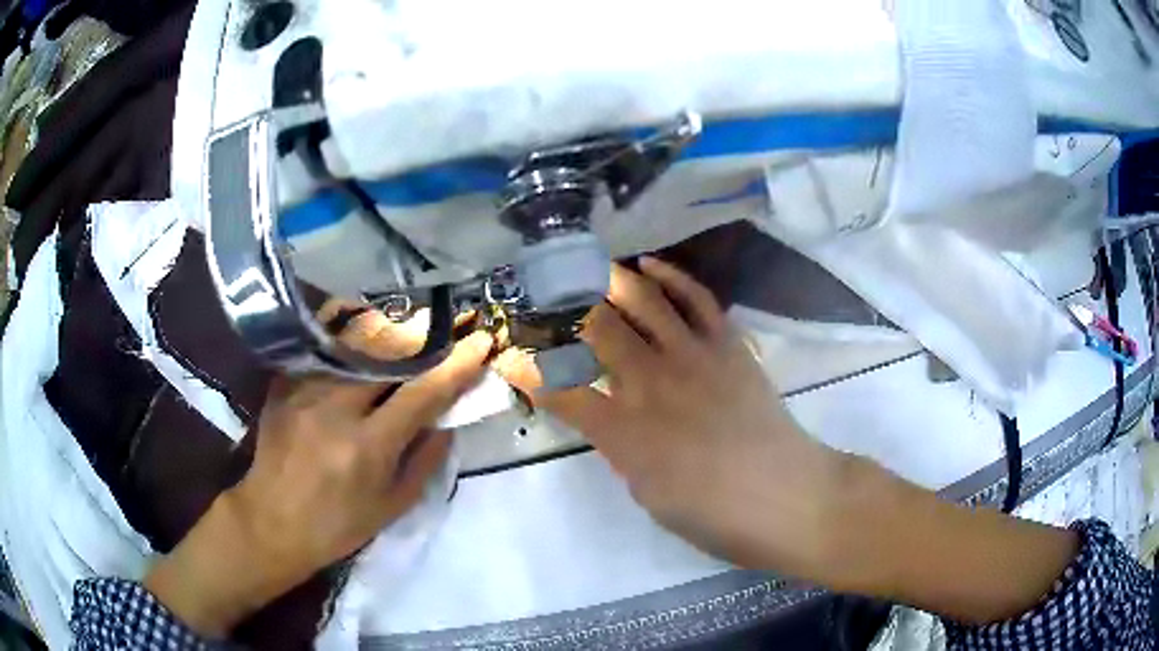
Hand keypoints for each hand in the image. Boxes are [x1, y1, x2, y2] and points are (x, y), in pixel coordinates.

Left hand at [144, 326, 494, 636]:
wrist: (271, 521)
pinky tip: (362, 329)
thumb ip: (425, 460)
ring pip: (355, 341)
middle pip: (388, 353)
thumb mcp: (392, 507)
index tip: (482, 341)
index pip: (423, 393)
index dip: (457, 365)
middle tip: (448, 325)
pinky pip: (324, 347)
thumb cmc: (337, 525)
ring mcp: (305, 389)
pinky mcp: (285, 383)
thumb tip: (448, 420)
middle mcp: (335, 408)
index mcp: (368, 446)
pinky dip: (349, 334)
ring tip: (410, 322)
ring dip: (390, 329)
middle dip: (424, 335)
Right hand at [495, 259, 846, 575]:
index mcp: (624, 432)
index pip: (559, 391)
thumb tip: (607, 415)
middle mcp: (651, 384)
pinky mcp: (728, 346)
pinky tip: (649, 265)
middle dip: (560, 307)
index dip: (526, 370)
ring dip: (608, 279)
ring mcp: (693, 357)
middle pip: (596, 331)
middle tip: (541, 291)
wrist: (784, 497)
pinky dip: (670, 276)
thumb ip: (620, 447)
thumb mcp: (646, 492)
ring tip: (587, 266)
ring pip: (643, 302)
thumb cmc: (712, 514)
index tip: (507, 353)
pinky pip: (696, 299)